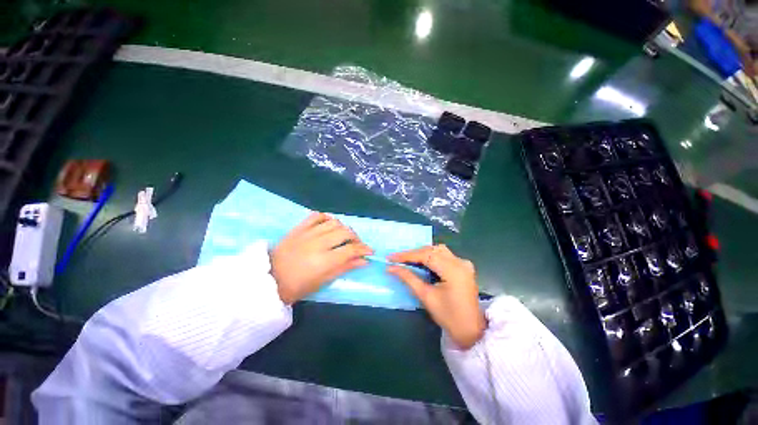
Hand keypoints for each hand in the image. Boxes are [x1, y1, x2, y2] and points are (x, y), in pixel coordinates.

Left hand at [271, 212, 372, 303]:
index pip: (351, 249)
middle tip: (357, 245)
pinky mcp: (299, 227)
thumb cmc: (298, 286)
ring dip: (344, 227)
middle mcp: (318, 243)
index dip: (364, 249)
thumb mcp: (323, 281)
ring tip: (344, 236)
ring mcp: (308, 233)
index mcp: (325, 260)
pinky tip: (329, 224)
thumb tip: (364, 260)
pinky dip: (327, 217)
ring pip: (334, 222)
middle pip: (345, 232)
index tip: (370, 251)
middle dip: (356, 238)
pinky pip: (317, 215)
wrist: (269, 279)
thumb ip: (345, 267)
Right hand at [388, 245, 485, 349]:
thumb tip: (391, 268)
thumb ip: (408, 278)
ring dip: (422, 253)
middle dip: (413, 253)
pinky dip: (431, 256)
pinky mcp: (464, 267)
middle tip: (397, 259)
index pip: (425, 255)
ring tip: (408, 260)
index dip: (406, 255)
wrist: (471, 330)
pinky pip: (445, 255)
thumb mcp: (426, 296)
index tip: (390, 257)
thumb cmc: (448, 316)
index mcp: (453, 270)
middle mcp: (460, 262)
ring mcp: (463, 263)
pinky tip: (423, 262)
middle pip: (432, 250)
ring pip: (438, 250)